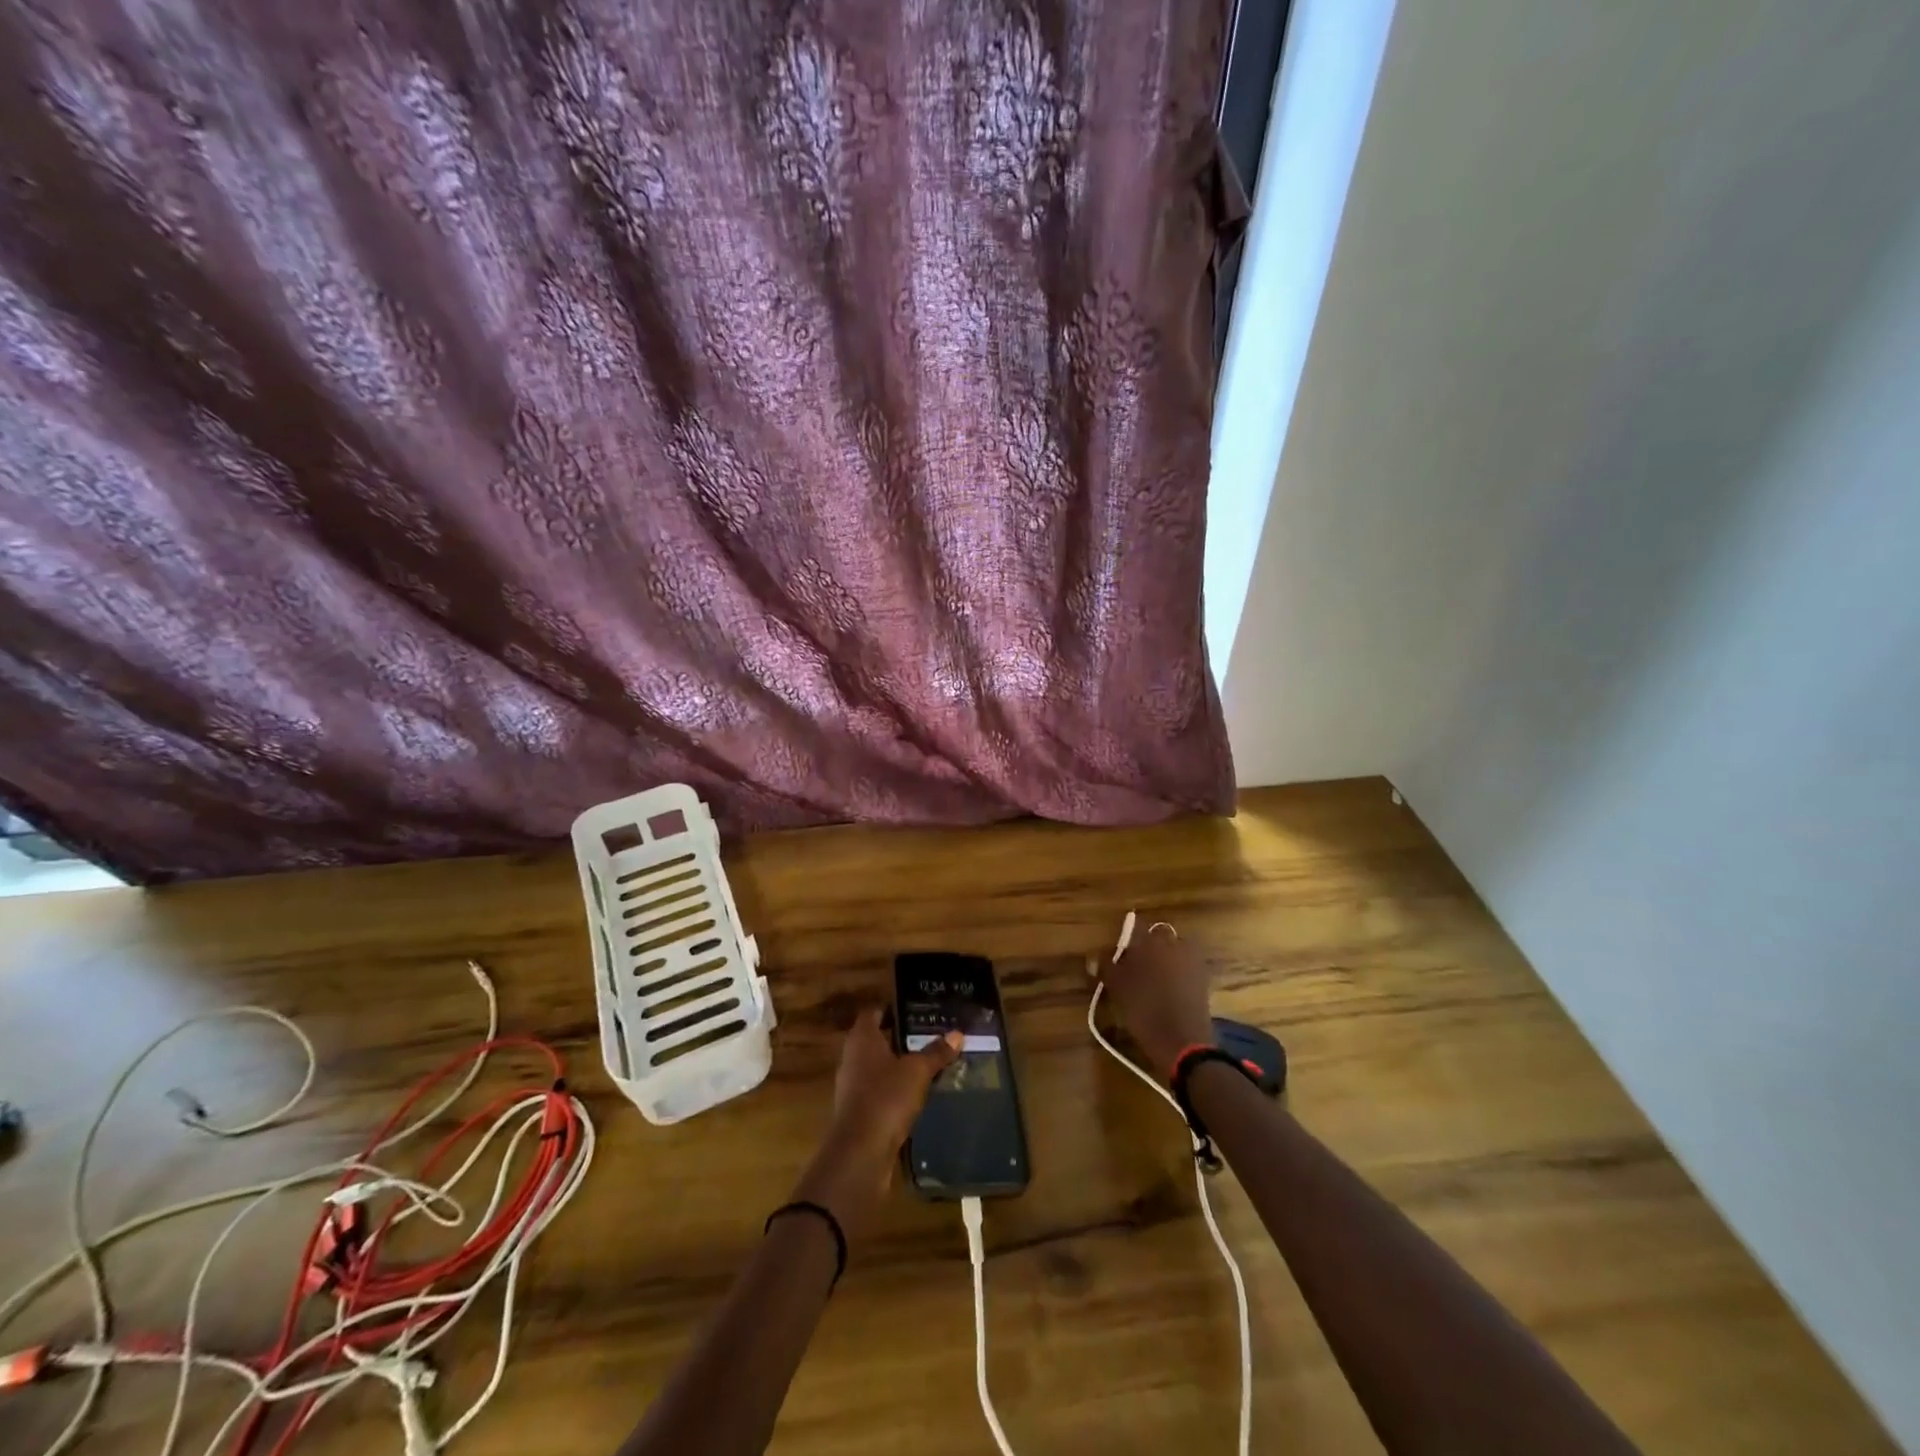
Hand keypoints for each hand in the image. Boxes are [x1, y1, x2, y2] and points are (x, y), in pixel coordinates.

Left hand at [791, 1008, 960, 1236]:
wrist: (860, 1152)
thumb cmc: (886, 1097)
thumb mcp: (917, 1071)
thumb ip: (936, 1052)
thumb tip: (957, 1033)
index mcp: (862, 1038)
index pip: (873, 1012)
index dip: (891, 1008)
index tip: (914, 1008)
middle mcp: (852, 1057)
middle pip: (876, 1039)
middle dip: (900, 1037)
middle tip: (929, 1034)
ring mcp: (852, 1086)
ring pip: (878, 1066)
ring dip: (898, 1065)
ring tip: (929, 1063)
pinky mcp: (858, 1112)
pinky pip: (879, 1091)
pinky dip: (895, 1090)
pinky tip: (918, 1094)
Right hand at [1096, 923, 1215, 1081]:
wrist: (1184, 1043)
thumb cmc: (1145, 1011)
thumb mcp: (1118, 989)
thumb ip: (1106, 968)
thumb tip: (1094, 957)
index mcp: (1152, 941)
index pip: (1135, 926)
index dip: (1124, 938)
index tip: (1116, 953)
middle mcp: (1175, 943)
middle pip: (1156, 937)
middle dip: (1145, 948)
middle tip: (1132, 968)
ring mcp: (1193, 960)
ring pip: (1172, 951)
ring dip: (1162, 960)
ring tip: (1150, 982)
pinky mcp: (1204, 979)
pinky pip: (1185, 967)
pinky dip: (1175, 973)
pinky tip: (1166, 992)